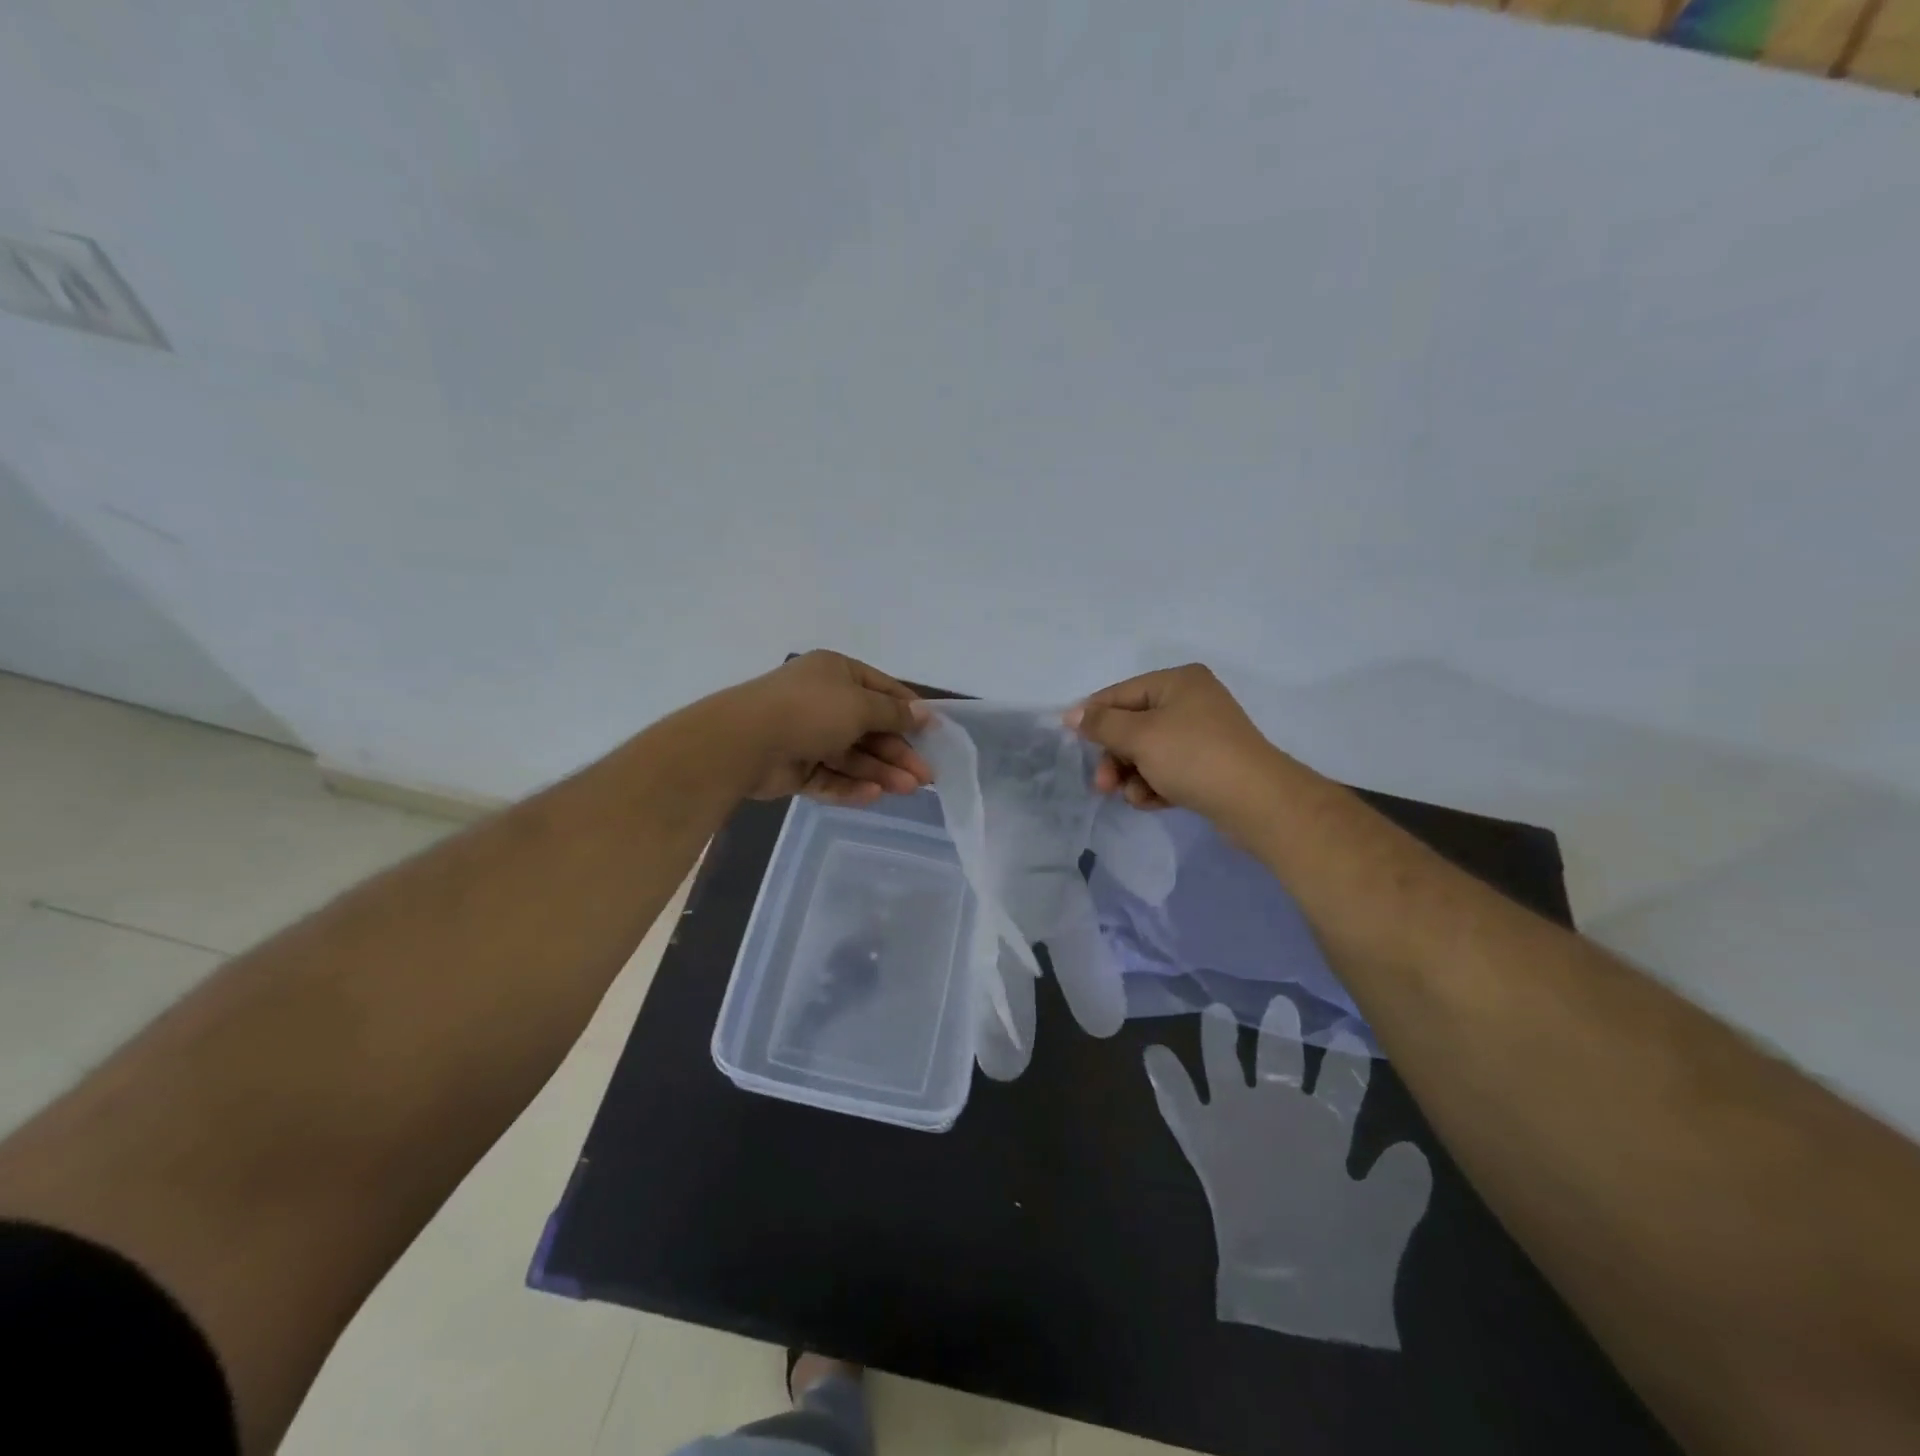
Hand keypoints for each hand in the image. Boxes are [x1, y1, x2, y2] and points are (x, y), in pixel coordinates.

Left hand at [726, 651, 932, 804]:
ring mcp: (807, 735)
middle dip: (898, 752)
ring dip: (880, 771)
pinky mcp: (795, 767)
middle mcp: (822, 701)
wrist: (744, 742)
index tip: (934, 734)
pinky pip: (830, 776)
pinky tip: (874, 795)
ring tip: (908, 789)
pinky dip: (851, 785)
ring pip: (852, 756)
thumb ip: (894, 713)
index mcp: (836, 673)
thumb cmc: (810, 710)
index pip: (882, 690)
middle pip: (869, 728)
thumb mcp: (861, 705)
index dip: (909, 711)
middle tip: (926, 776)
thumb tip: (923, 713)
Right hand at [1065, 665, 1290, 829]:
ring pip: (1148, 752)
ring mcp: (1202, 735)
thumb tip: (1073, 714)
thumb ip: (1102, 724)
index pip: (1121, 694)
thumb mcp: (1140, 736)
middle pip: (1133, 726)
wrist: (1256, 802)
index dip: (1093, 716)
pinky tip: (1152, 802)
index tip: (1070, 740)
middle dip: (1115, 756)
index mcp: (1178, 682)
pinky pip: (1168, 770)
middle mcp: (1191, 701)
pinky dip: (1154, 785)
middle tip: (1103, 784)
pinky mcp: (1208, 766)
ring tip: (1134, 796)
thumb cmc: (1193, 757)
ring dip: (1133, 775)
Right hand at [1145, 999, 1431, 1348]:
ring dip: (1219, 1042)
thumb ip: (1398, 1184)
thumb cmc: (1344, 1259)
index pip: (1336, 1084)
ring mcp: (1238, 1124)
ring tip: (1215, 1011)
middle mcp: (1279, 1117)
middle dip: (1280, 1033)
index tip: (1350, 1029)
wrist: (1295, 1301)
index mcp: (1323, 1130)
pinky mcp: (1206, 1142)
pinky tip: (1154, 1053)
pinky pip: (1179, 1105)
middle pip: (1279, 1062)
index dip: (1344, 1061)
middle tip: (1282, 999)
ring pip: (1225, 1069)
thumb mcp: (1380, 1220)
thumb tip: (1409, 1147)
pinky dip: (1167, 1080)